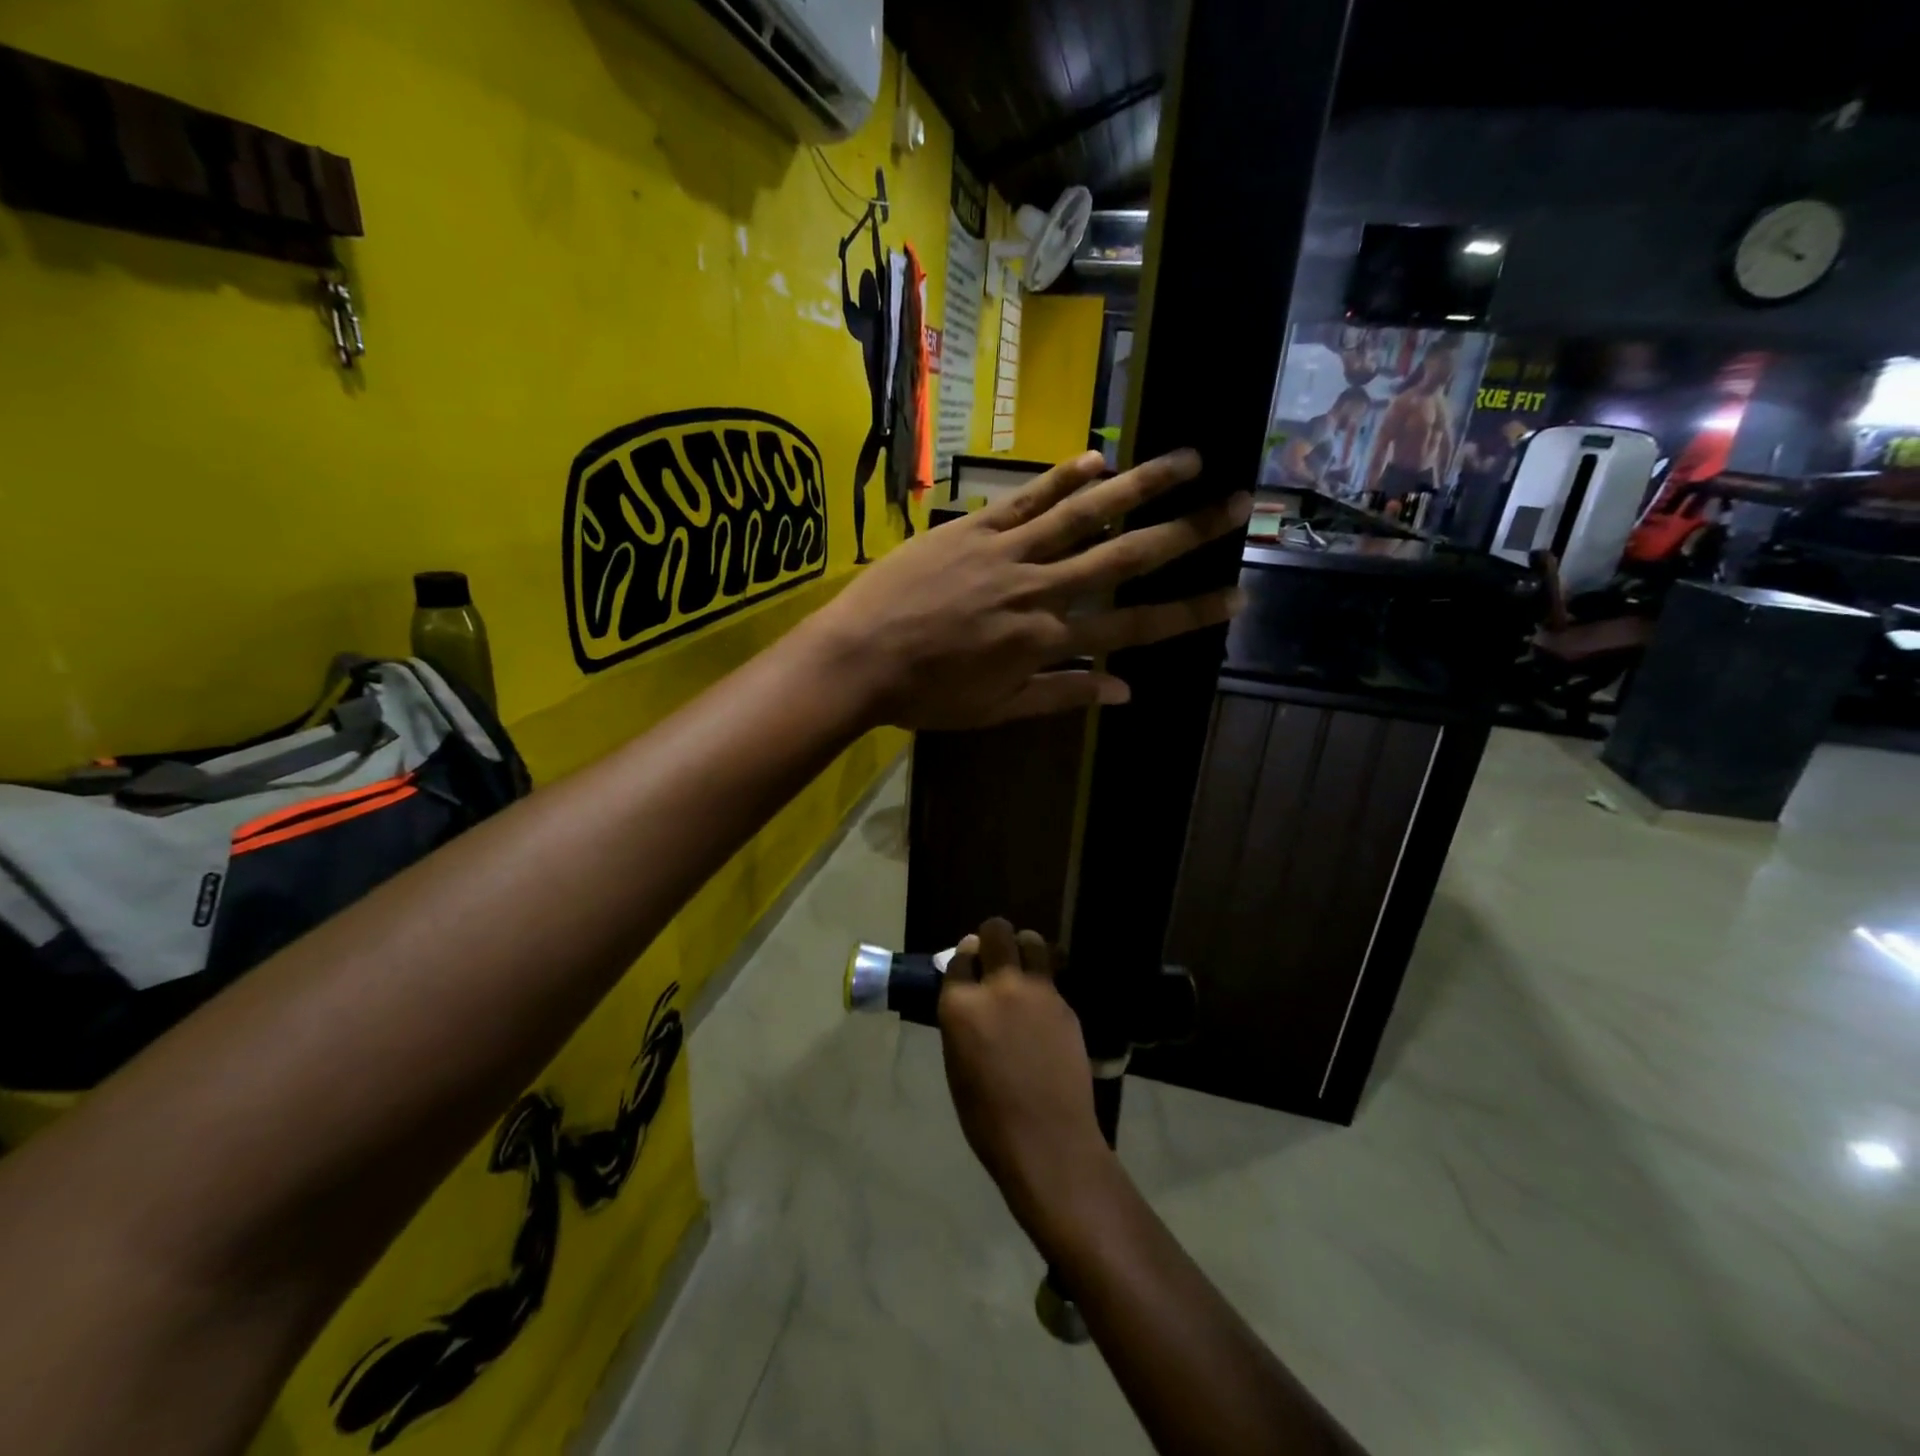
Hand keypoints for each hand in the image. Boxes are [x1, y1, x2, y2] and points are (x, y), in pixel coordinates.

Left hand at [805, 450, 1249, 729]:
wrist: (859, 658)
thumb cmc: (926, 695)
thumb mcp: (996, 710)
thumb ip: (1062, 697)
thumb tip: (1125, 691)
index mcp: (1047, 642)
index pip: (1134, 627)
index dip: (1189, 612)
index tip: (1236, 595)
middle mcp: (1040, 590)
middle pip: (1124, 558)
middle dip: (1186, 532)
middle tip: (1237, 504)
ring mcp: (1007, 552)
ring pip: (1084, 514)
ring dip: (1140, 486)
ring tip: (1188, 460)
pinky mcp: (972, 528)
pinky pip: (1025, 498)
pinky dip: (1062, 477)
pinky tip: (1098, 459)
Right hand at [938, 919, 1113, 1238]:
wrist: (1047, 1140)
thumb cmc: (988, 1115)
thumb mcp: (957, 1062)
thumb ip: (962, 1018)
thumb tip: (970, 992)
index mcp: (960, 1005)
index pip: (961, 957)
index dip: (965, 959)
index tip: (971, 965)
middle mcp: (998, 986)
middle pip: (996, 932)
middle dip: (993, 936)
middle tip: (995, 953)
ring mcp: (1036, 991)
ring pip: (1031, 941)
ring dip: (1024, 946)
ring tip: (1024, 965)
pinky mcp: (1064, 1003)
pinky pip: (1051, 975)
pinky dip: (1044, 979)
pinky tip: (1042, 1003)